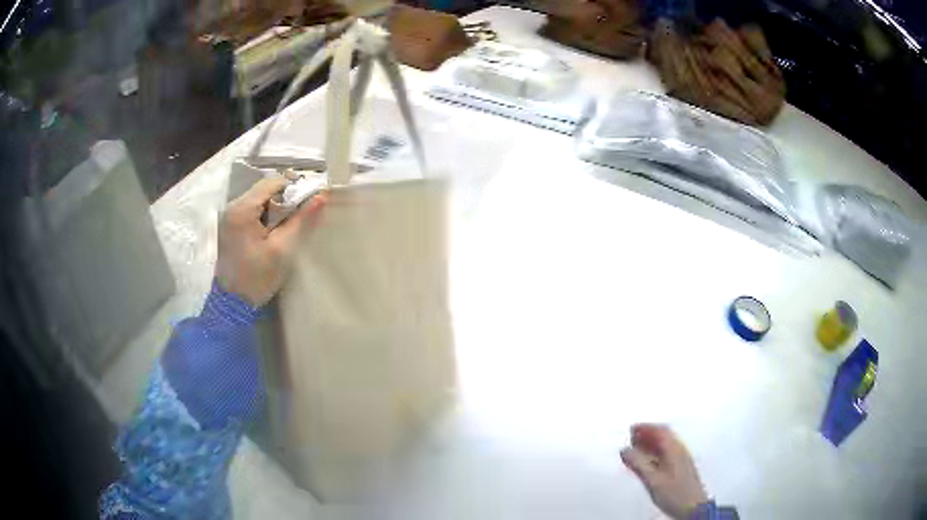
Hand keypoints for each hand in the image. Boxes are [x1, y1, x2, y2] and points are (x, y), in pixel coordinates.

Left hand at [216, 177, 325, 306]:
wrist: (231, 304)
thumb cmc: (256, 277)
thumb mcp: (282, 249)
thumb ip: (301, 220)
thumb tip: (321, 197)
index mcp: (243, 209)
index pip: (273, 182)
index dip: (294, 189)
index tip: (308, 205)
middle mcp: (233, 206)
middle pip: (265, 189)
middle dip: (284, 200)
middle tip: (298, 220)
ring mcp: (229, 216)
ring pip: (259, 200)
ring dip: (276, 210)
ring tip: (286, 229)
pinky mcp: (230, 227)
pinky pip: (252, 212)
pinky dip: (265, 217)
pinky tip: (272, 234)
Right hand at [621, 424, 707, 519]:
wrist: (693, 507)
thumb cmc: (675, 493)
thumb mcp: (652, 479)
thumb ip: (639, 464)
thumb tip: (625, 451)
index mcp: (675, 449)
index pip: (661, 431)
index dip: (646, 427)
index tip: (632, 429)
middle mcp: (680, 451)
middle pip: (664, 436)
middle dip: (648, 435)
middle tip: (633, 437)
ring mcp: (682, 460)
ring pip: (665, 446)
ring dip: (651, 445)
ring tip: (636, 450)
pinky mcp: (681, 469)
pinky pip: (667, 455)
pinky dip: (655, 454)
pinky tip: (648, 463)